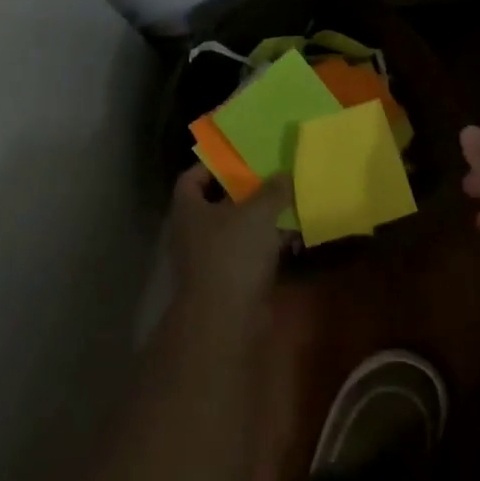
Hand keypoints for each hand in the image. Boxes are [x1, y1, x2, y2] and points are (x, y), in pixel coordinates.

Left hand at [169, 166, 291, 316]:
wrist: (227, 320)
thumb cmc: (233, 253)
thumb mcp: (257, 212)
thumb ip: (271, 190)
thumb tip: (283, 173)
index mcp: (188, 209)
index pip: (191, 178)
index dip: (211, 166)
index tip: (237, 159)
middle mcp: (192, 233)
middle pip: (216, 204)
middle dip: (243, 193)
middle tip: (269, 179)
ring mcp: (208, 260)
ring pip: (235, 231)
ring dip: (259, 221)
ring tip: (287, 205)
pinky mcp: (227, 283)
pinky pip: (247, 255)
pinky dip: (265, 247)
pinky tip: (291, 239)